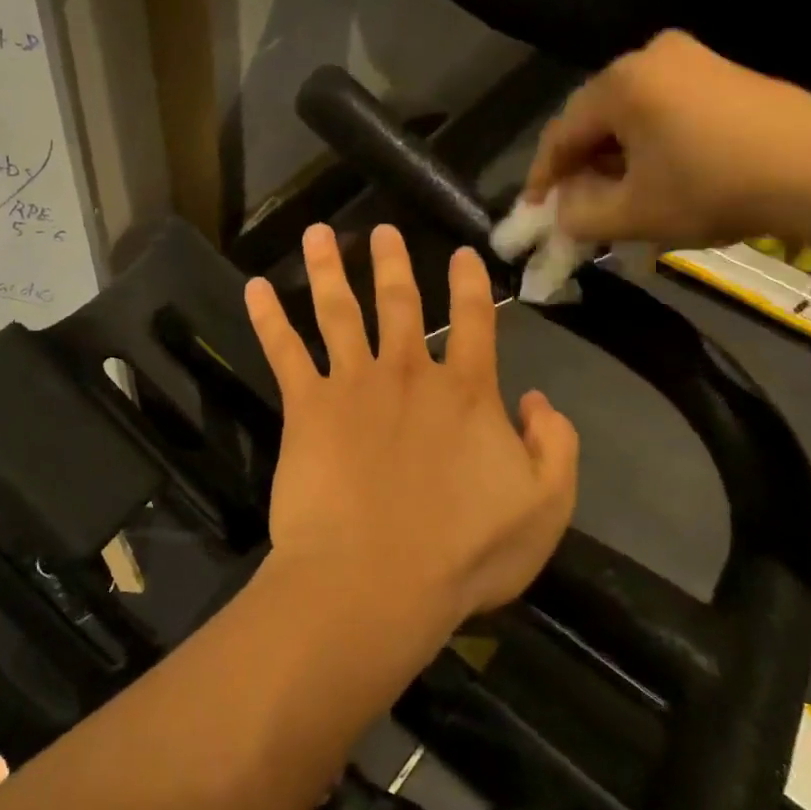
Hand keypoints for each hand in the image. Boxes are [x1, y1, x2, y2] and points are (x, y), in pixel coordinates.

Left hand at [244, 224, 579, 641]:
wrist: (375, 580)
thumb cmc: (463, 554)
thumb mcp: (545, 509)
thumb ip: (555, 448)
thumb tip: (538, 400)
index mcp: (467, 392)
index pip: (475, 322)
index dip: (471, 284)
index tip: (463, 253)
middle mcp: (409, 373)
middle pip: (400, 302)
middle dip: (393, 262)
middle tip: (384, 229)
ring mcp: (352, 384)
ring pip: (338, 310)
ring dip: (328, 268)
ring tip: (319, 234)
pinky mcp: (306, 406)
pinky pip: (283, 351)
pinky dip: (267, 317)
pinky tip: (254, 288)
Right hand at [524, 30, 810, 249]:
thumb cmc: (711, 188)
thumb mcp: (631, 214)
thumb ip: (577, 215)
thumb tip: (562, 210)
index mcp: (619, 83)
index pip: (560, 134)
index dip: (542, 178)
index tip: (534, 213)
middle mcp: (650, 56)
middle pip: (594, 119)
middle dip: (580, 166)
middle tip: (575, 206)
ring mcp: (693, 59)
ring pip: (630, 115)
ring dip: (615, 157)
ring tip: (616, 197)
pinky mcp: (725, 73)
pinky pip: (664, 108)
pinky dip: (649, 143)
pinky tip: (656, 175)